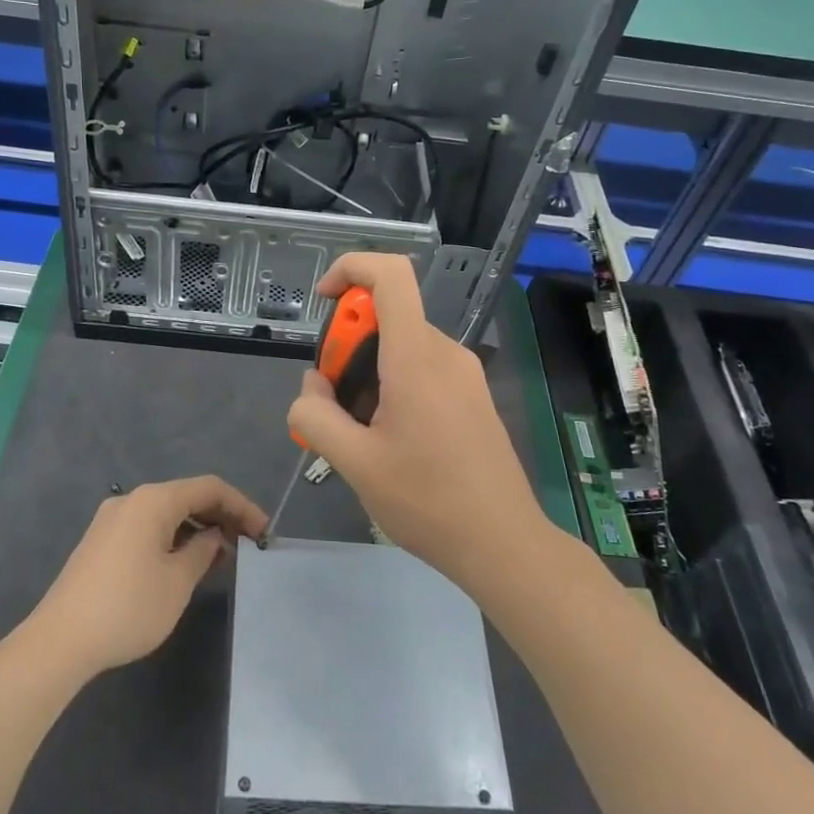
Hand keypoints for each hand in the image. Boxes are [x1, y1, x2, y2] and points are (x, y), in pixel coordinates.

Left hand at [32, 476, 266, 674]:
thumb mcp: (178, 581)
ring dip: (196, 529)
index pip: (210, 488)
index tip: (263, 532)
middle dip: (220, 517)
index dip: (241, 506)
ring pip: (167, 513)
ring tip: (220, 559)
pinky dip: (173, 538)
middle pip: (187, 496)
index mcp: (154, 500)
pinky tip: (184, 564)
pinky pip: (148, 527)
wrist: (59, 641)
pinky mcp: (101, 541)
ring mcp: (112, 519)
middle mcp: (132, 500)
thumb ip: (203, 551)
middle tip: (246, 545)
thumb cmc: (128, 607)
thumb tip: (212, 537)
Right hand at [285, 254, 547, 580]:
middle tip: (334, 404)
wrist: (503, 543)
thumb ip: (316, 416)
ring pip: (402, 347)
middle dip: (347, 347)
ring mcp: (465, 375)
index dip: (351, 269)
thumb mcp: (354, 463)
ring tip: (359, 434)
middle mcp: (446, 353)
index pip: (390, 274)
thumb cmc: (428, 500)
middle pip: (387, 317)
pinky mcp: (473, 397)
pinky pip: (423, 369)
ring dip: (367, 373)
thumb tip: (311, 388)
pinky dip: (393, 386)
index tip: (323, 302)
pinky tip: (388, 442)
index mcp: (417, 357)